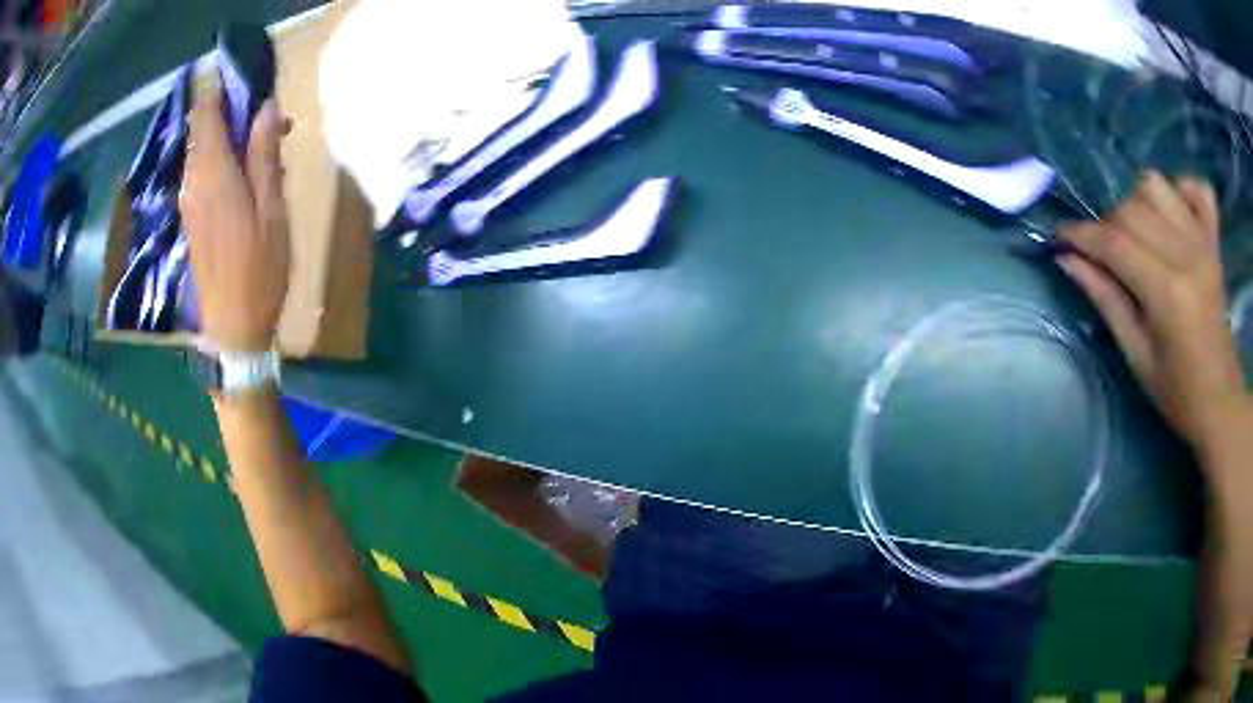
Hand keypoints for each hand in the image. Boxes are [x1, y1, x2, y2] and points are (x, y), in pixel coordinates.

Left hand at [180, 84, 291, 352]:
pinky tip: (242, 171)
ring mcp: (189, 203)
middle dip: (228, 111)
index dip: (215, 89)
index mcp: (214, 175)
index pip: (206, 116)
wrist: (232, 329)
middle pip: (202, 130)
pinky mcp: (191, 220)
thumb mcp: (272, 211)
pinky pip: (201, 173)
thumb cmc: (259, 270)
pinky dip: (219, 159)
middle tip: (264, 113)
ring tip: (261, 140)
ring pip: (201, 151)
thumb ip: (265, 157)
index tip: (231, 70)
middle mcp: (194, 182)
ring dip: (226, 136)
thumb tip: (265, 109)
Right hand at [1057, 172, 1248, 454]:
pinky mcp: (1215, 241)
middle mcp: (1187, 255)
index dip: (1080, 235)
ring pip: (1156, 186)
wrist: (1222, 402)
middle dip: (1107, 225)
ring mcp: (1204, 243)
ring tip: (1139, 235)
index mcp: (1169, 294)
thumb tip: (1067, 259)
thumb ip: (1106, 301)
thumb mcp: (1137, 357)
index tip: (1059, 237)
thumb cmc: (1178, 394)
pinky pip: (1198, 188)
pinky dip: (1181, 189)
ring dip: (1138, 203)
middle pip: (1132, 208)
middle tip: (1104, 255)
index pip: (1115, 243)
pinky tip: (1173, 214)